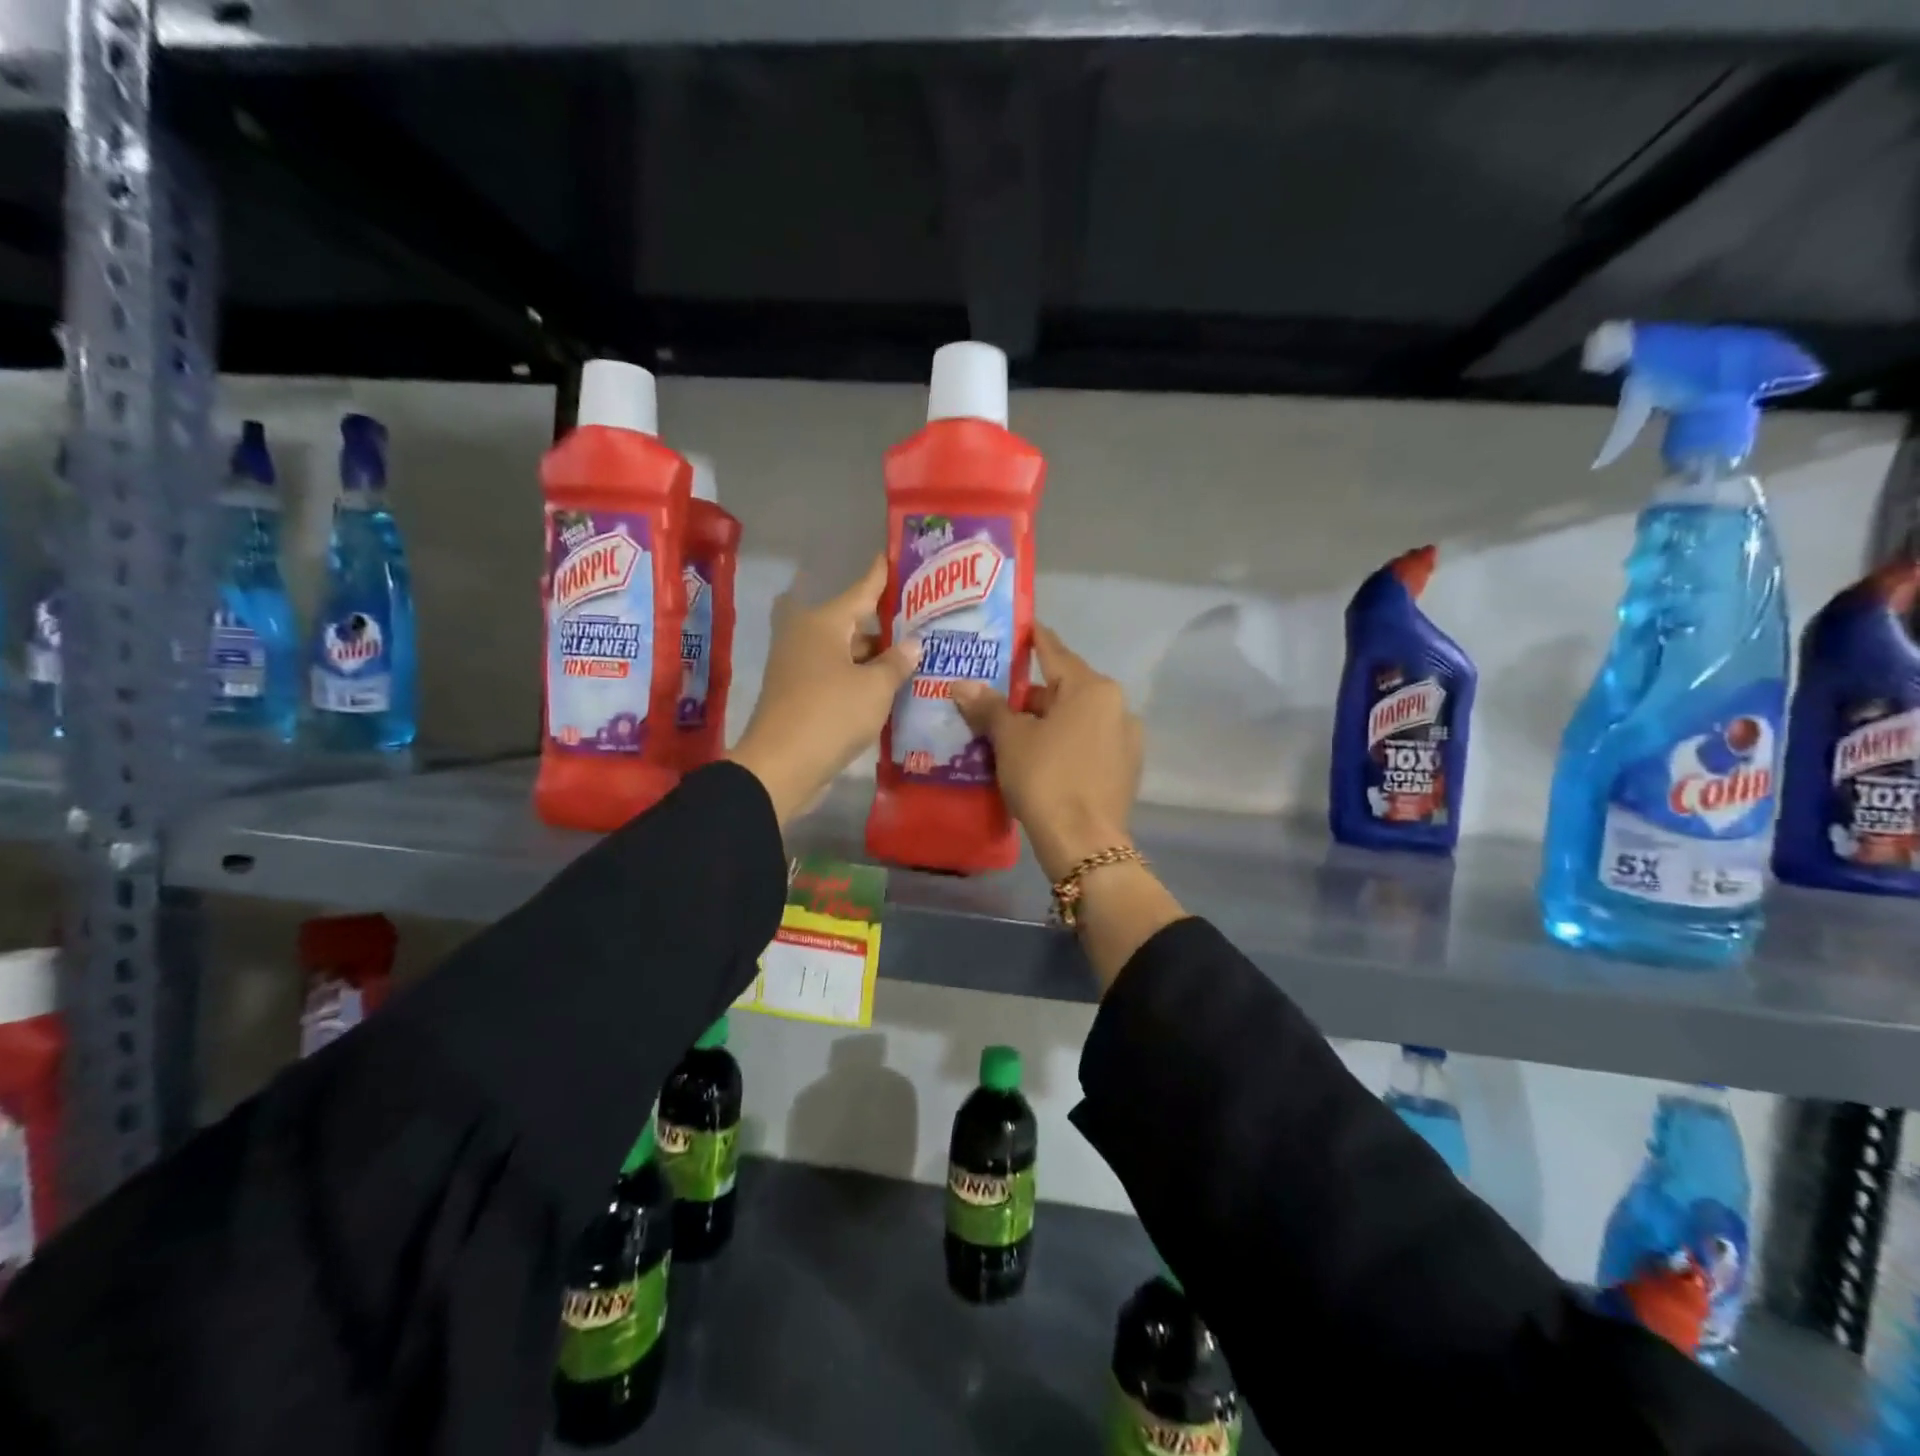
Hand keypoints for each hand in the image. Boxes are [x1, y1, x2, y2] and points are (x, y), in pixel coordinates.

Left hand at [727, 555, 919, 825]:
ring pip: (847, 652)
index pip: (863, 589)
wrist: (781, 766)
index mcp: (825, 622)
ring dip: (876, 657)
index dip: (882, 575)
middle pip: (855, 622)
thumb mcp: (875, 687)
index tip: (897, 555)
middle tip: (925, 622)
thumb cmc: (831, 714)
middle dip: (887, 626)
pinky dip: (861, 678)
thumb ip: (897, 662)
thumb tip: (912, 644)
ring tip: (916, 658)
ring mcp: (800, 665)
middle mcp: (808, 636)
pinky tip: (889, 687)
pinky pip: (838, 676)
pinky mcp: (800, 693)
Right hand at [951, 625, 1141, 881]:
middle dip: (1032, 692)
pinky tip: (1042, 758)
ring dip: (1048, 720)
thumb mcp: (1011, 739)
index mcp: (1092, 689)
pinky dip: (1065, 743)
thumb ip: (988, 707)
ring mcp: (1126, 739)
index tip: (1020, 628)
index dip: (1033, 639)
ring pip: (1078, 718)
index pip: (1055, 652)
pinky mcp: (1125, 769)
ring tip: (1013, 731)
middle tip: (997, 696)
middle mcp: (1117, 706)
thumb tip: (961, 684)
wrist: (1084, 843)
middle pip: (1067, 688)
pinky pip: (1088, 743)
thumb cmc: (1046, 778)